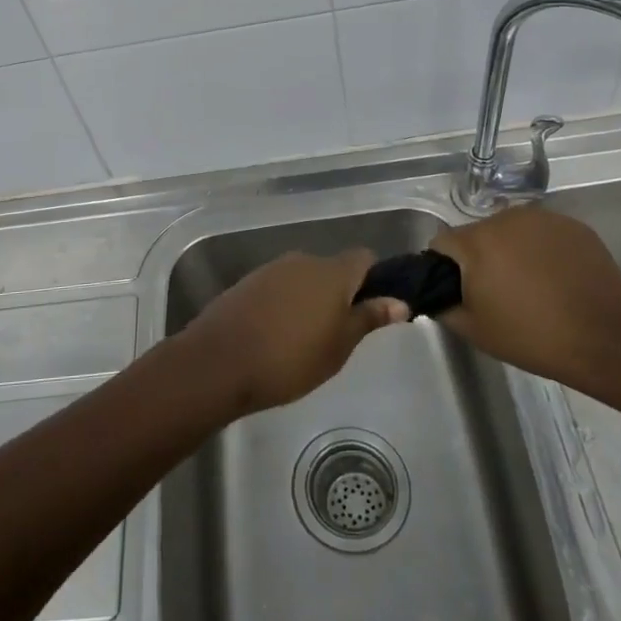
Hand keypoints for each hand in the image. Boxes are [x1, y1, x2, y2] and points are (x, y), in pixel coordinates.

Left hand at [175, 250, 408, 416]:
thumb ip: (368, 318)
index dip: (373, 280)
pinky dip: (285, 304)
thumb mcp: (339, 346)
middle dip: (339, 294)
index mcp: (332, 271)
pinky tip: (276, 335)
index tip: (372, 310)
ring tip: (306, 339)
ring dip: (310, 299)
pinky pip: (278, 288)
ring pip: (303, 278)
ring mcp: (271, 269)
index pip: (364, 258)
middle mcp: (302, 260)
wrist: (220, 361)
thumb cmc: (291, 359)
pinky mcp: (247, 282)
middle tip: (339, 333)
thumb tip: (399, 301)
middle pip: (332, 269)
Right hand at [430, 205, 620, 388]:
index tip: (462, 292)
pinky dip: (541, 250)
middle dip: (481, 258)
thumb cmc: (531, 336)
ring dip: (511, 251)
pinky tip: (556, 278)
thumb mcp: (473, 329)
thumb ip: (442, 305)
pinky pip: (542, 234)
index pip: (442, 243)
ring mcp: (543, 219)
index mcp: (477, 241)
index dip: (445, 268)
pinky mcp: (574, 226)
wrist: (606, 340)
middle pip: (478, 234)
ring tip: (530, 285)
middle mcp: (506, 219)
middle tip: (498, 293)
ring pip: (510, 231)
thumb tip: (435, 293)